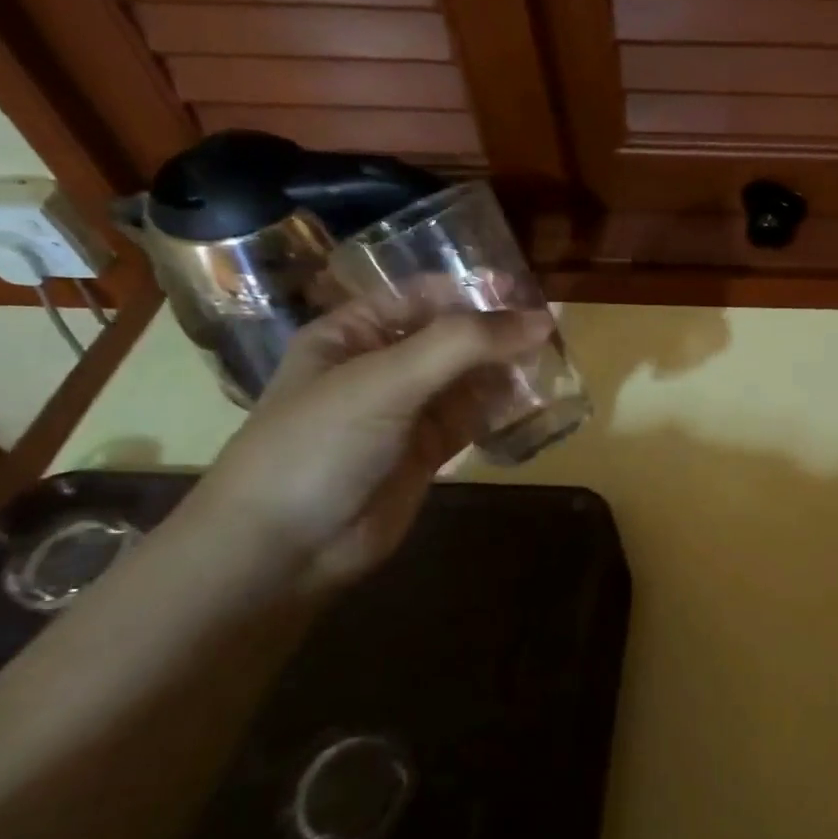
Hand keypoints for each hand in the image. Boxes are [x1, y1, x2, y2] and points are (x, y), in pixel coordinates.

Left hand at [188, 286, 550, 595]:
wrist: (283, 548)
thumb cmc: (320, 444)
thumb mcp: (387, 379)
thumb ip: (464, 345)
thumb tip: (542, 319)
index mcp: (353, 334)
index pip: (422, 296)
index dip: (473, 289)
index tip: (527, 292)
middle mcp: (382, 366)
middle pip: (451, 336)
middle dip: (497, 332)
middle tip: (552, 332)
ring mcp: (406, 411)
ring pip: (468, 378)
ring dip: (506, 369)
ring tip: (554, 363)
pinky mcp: (428, 451)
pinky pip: (473, 418)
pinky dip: (503, 408)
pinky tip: (536, 400)